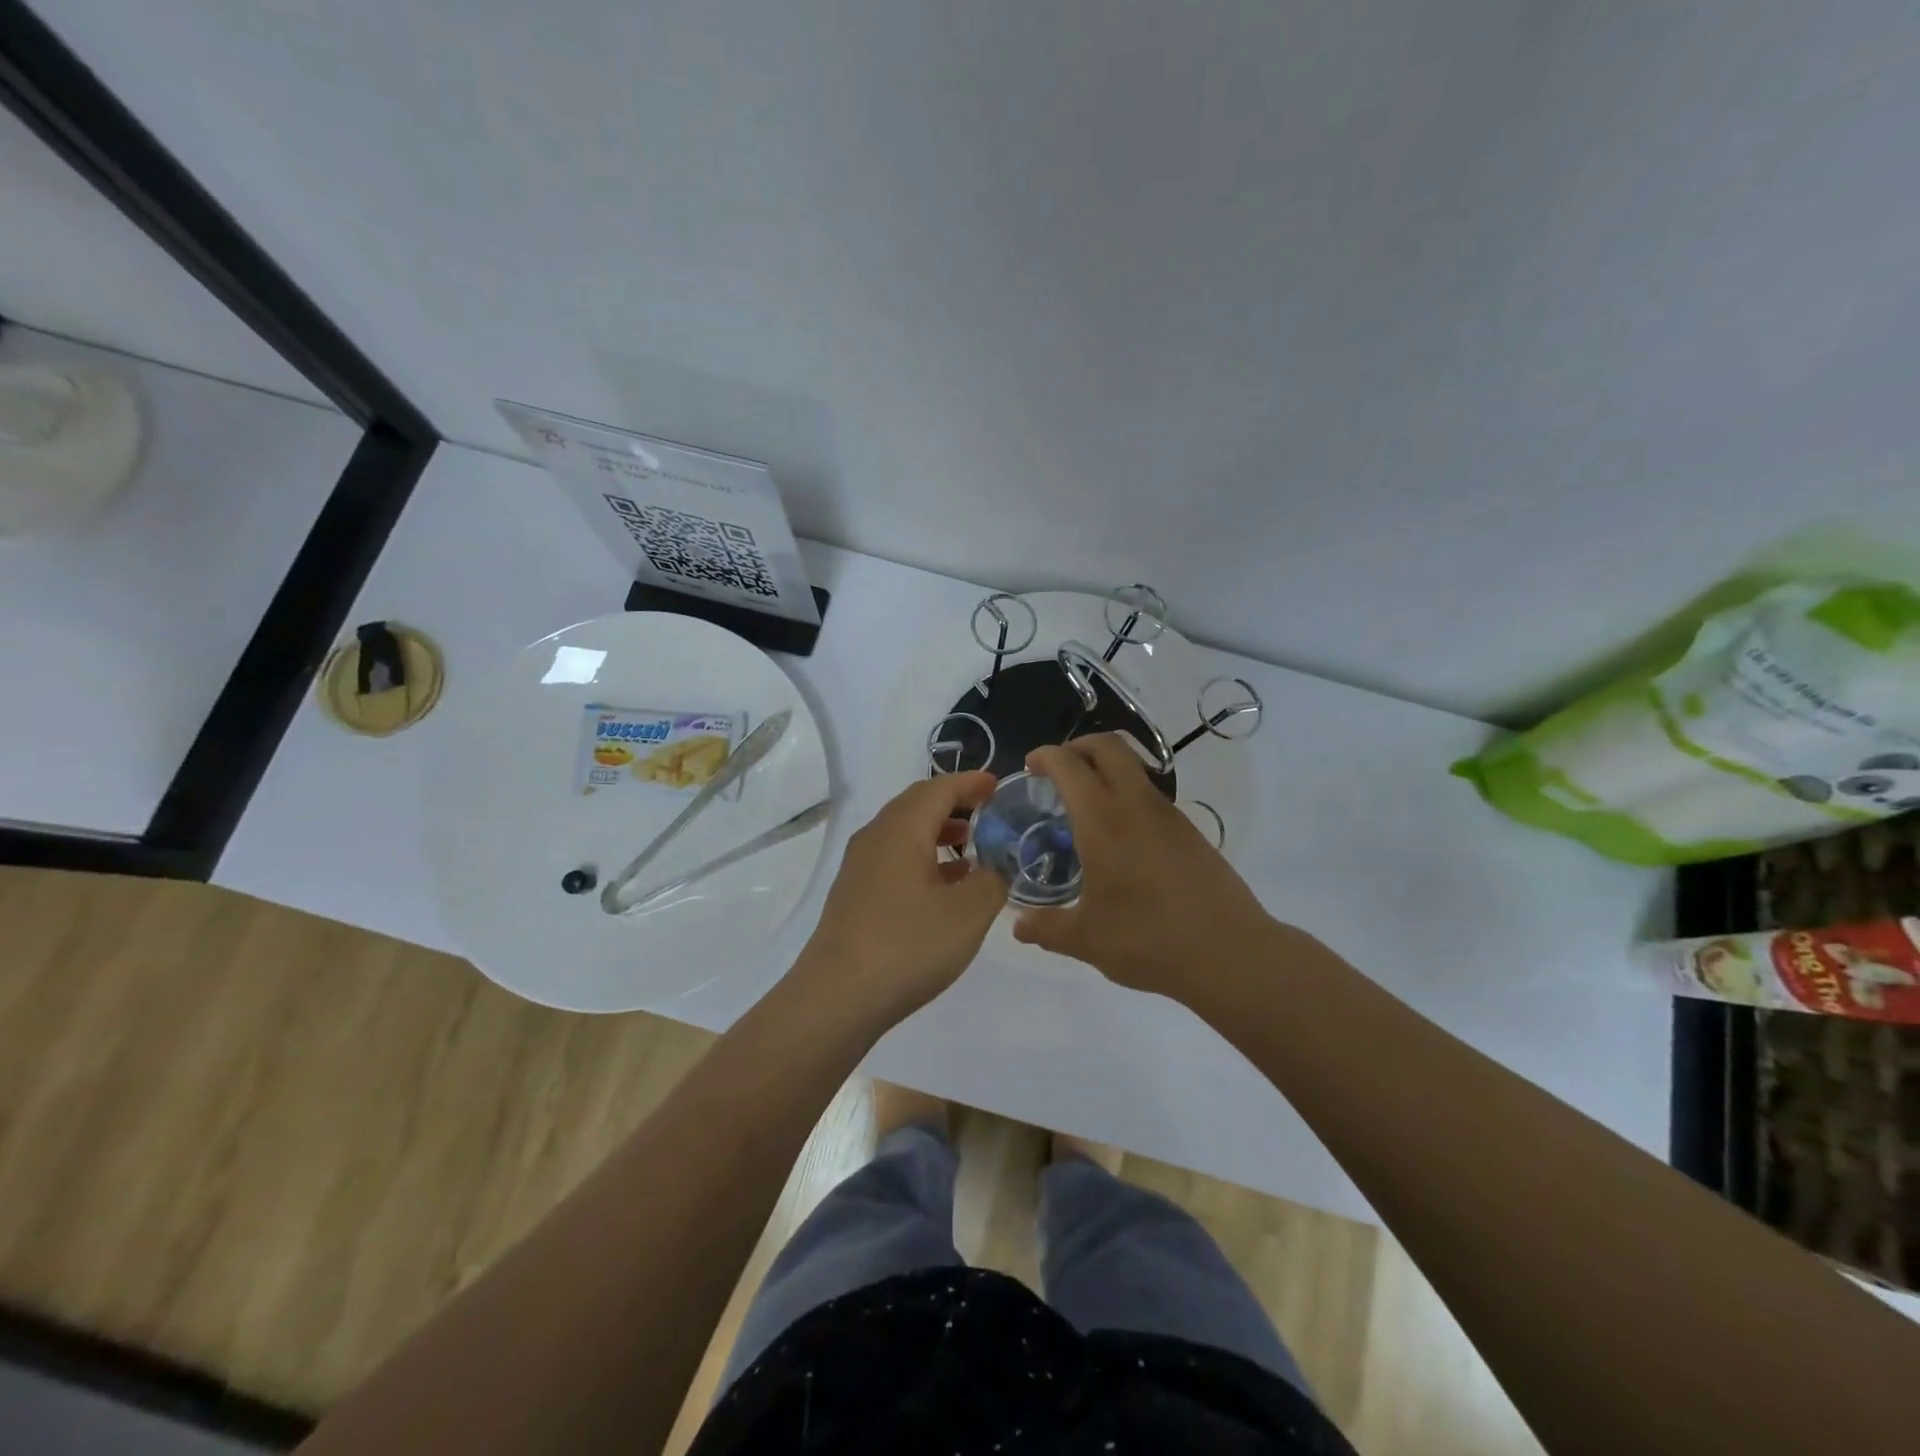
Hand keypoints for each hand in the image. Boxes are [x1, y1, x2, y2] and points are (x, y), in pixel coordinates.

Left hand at [793, 772, 1007, 1022]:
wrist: (837, 997)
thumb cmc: (908, 946)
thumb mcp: (968, 913)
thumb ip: (992, 880)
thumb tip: (996, 866)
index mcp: (902, 829)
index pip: (940, 788)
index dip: (971, 783)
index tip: (998, 785)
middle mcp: (876, 837)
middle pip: (917, 804)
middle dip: (954, 803)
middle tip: (987, 813)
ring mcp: (859, 866)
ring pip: (904, 832)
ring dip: (938, 832)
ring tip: (971, 849)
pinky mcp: (853, 893)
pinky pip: (893, 858)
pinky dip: (922, 858)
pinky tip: (942, 887)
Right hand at [1013, 734, 1276, 999]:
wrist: (1231, 954)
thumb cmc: (1149, 940)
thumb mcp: (1086, 939)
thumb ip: (1046, 928)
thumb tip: (1018, 925)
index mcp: (1102, 821)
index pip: (1069, 765)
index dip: (1045, 755)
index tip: (1030, 765)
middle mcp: (1136, 805)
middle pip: (1108, 746)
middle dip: (1078, 746)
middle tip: (1057, 770)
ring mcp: (1169, 815)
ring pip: (1134, 767)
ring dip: (1105, 769)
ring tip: (1085, 805)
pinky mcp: (1190, 832)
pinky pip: (1150, 795)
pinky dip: (1126, 795)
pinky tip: (1119, 838)